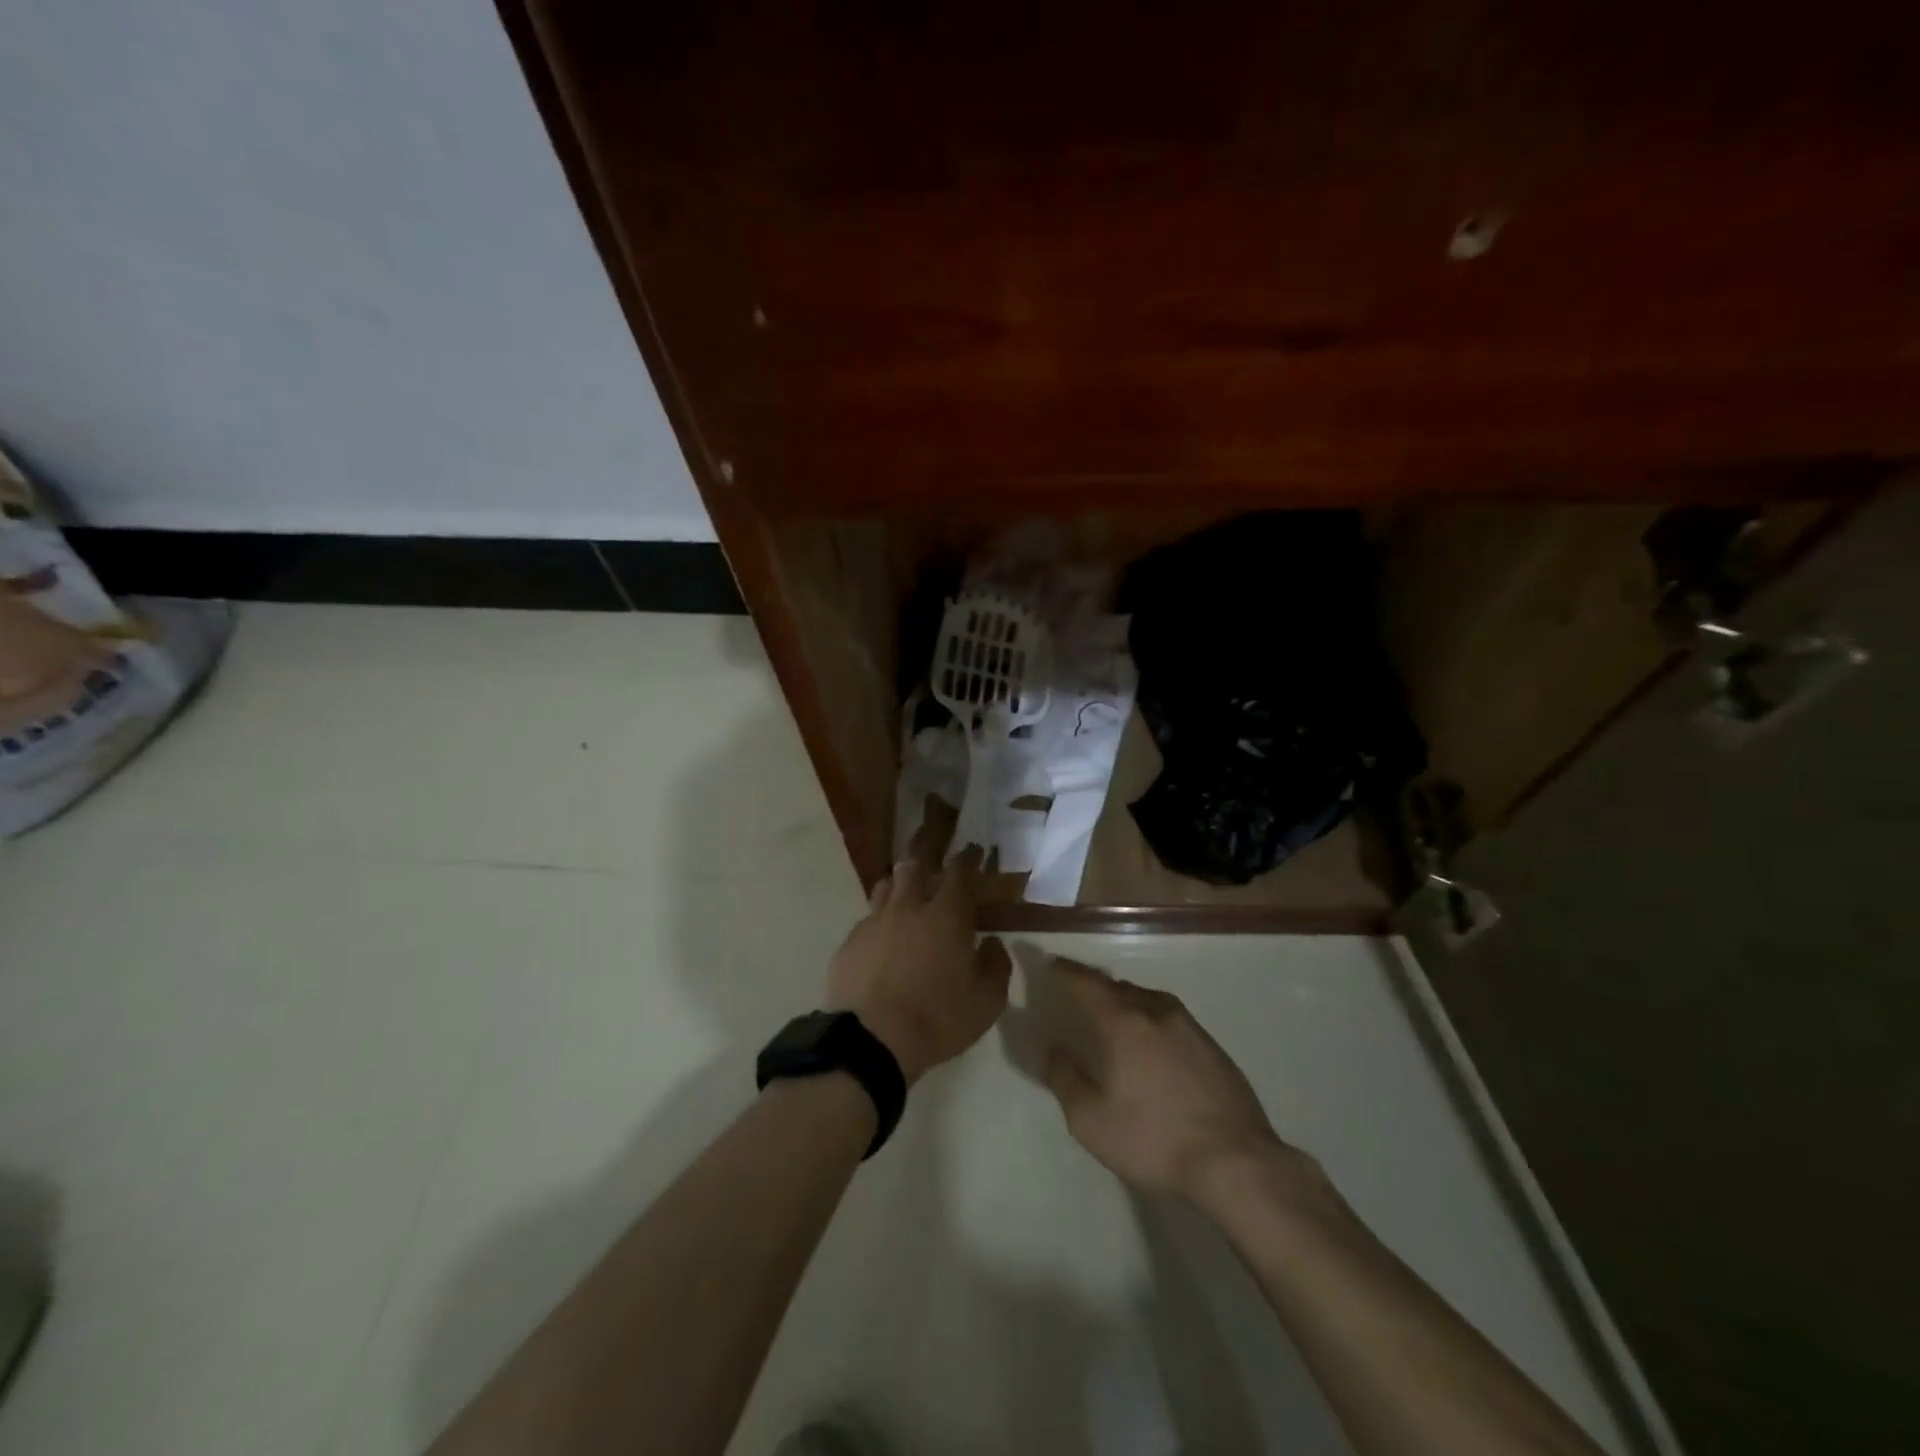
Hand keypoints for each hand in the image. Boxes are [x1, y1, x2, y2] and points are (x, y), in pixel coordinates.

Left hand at [825, 848, 1010, 1084]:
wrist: (871, 1041)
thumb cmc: (937, 1019)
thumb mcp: (986, 1002)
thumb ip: (996, 967)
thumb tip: (993, 944)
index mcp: (946, 916)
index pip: (960, 873)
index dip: (969, 858)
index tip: (975, 850)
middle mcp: (909, 908)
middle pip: (914, 865)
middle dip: (925, 852)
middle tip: (932, 848)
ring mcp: (874, 923)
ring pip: (885, 886)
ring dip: (898, 883)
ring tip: (905, 888)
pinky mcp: (850, 943)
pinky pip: (867, 920)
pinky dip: (879, 920)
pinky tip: (881, 935)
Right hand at [1042, 959, 1291, 1202]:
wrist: (1236, 1163)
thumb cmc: (1154, 1140)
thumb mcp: (1091, 1120)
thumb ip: (1066, 1079)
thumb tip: (1054, 1049)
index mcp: (1124, 1023)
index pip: (1088, 984)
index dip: (1067, 972)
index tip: (1053, 964)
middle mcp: (1157, 1013)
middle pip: (1120, 987)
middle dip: (1096, 985)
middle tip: (1080, 991)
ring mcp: (1191, 1029)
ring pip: (1150, 1000)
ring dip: (1128, 1000)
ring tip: (1116, 1012)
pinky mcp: (1215, 1049)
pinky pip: (1173, 1019)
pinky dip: (1153, 1019)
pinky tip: (1154, 1042)